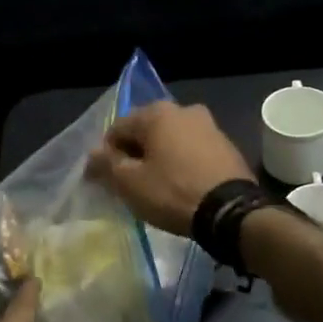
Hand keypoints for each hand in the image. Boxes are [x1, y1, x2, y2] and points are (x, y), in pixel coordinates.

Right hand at [86, 100, 252, 235]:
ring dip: (158, 158)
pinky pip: (191, 151)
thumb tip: (92, 154)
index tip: (104, 180)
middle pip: (146, 132)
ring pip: (170, 140)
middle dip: (134, 154)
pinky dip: (180, 163)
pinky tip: (179, 186)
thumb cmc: (172, 192)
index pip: (117, 128)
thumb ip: (106, 164)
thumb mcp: (130, 183)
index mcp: (157, 112)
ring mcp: (209, 126)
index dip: (106, 155)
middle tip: (128, 184)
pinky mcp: (226, 146)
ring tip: (154, 186)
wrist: (230, 211)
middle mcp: (184, 110)